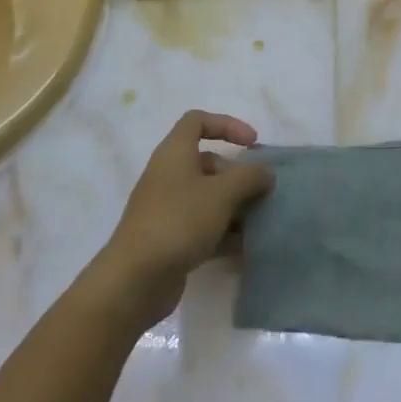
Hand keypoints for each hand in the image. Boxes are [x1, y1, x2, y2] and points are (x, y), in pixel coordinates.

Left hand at [96, 111, 273, 324]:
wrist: (135, 280)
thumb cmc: (179, 221)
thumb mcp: (222, 193)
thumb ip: (249, 178)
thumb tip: (265, 174)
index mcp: (174, 153)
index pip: (198, 121)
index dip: (227, 124)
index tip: (252, 143)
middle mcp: (168, 176)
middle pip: (207, 163)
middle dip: (237, 175)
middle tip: (260, 192)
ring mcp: (167, 209)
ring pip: (207, 197)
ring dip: (234, 206)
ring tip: (259, 221)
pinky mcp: (169, 239)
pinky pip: (202, 226)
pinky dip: (223, 232)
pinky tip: (244, 247)